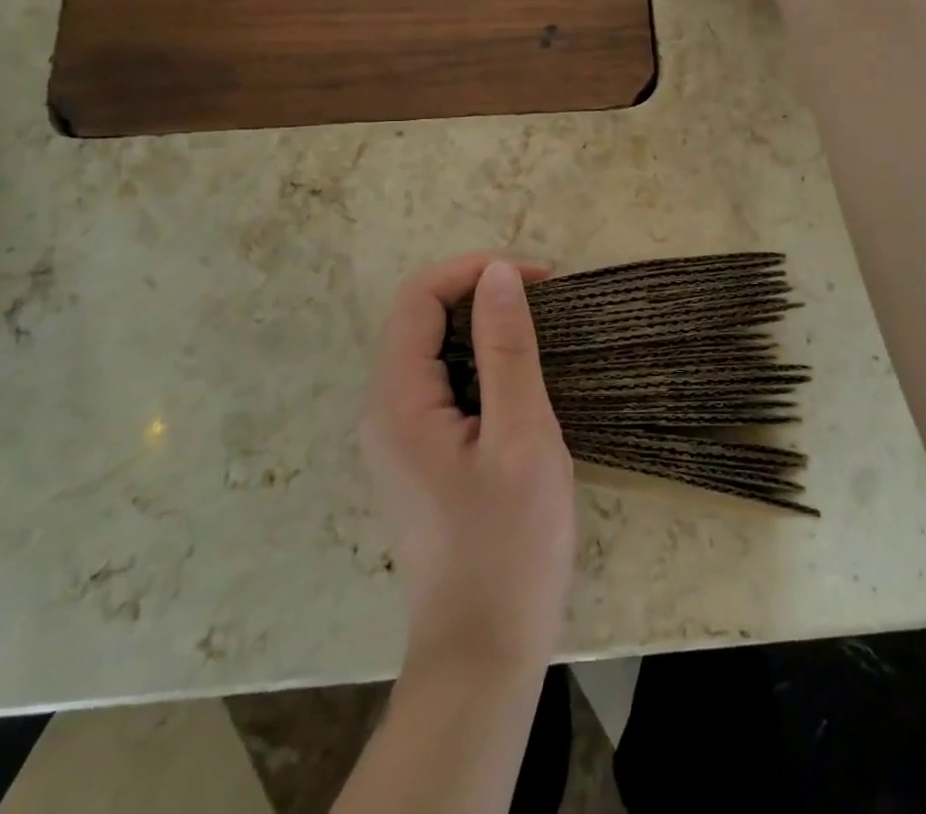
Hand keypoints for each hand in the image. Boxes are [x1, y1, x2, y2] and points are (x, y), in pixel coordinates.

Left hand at [361, 254, 575, 676]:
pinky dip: (477, 360)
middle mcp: (381, 410)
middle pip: (418, 317)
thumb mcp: (522, 438)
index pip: (419, 296)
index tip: (538, 276)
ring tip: (538, 330)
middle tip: (544, 300)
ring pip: (429, 348)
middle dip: (478, 292)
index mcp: (396, 401)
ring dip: (480, 325)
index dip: (474, 270)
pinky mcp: (415, 455)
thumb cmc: (509, 547)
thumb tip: (500, 272)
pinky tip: (517, 377)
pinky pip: (438, 382)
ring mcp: (395, 435)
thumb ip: (507, 349)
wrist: (483, 656)